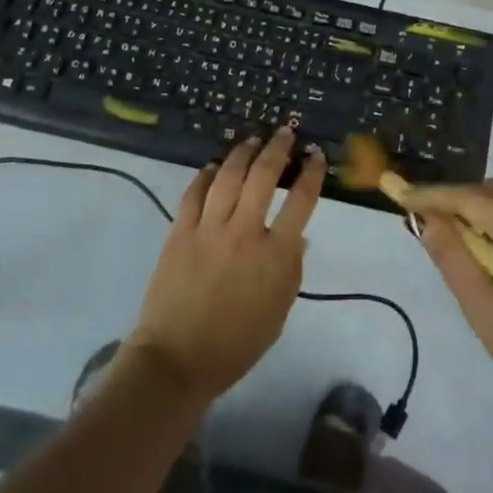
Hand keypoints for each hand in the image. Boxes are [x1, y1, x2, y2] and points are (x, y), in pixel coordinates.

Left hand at [128, 128, 323, 403]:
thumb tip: (298, 236)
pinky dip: (206, 175)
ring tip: (252, 139)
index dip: (311, 173)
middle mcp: (245, 232)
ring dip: (243, 153)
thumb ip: (291, 269)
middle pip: (264, 176)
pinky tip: (214, 166)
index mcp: (276, 255)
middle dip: (278, 148)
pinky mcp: (180, 232)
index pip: (301, 201)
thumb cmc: (237, 344)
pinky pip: (194, 193)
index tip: (315, 155)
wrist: (177, 360)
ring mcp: (209, 229)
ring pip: (229, 176)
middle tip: (285, 132)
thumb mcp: (279, 311)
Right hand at [399, 179, 492, 433]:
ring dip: (479, 210)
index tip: (401, 196)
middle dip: (456, 199)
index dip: (433, 195)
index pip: (470, 197)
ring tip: (450, 235)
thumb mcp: (483, 307)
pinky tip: (488, 249)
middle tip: (423, 218)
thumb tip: (426, 221)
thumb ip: (452, 257)